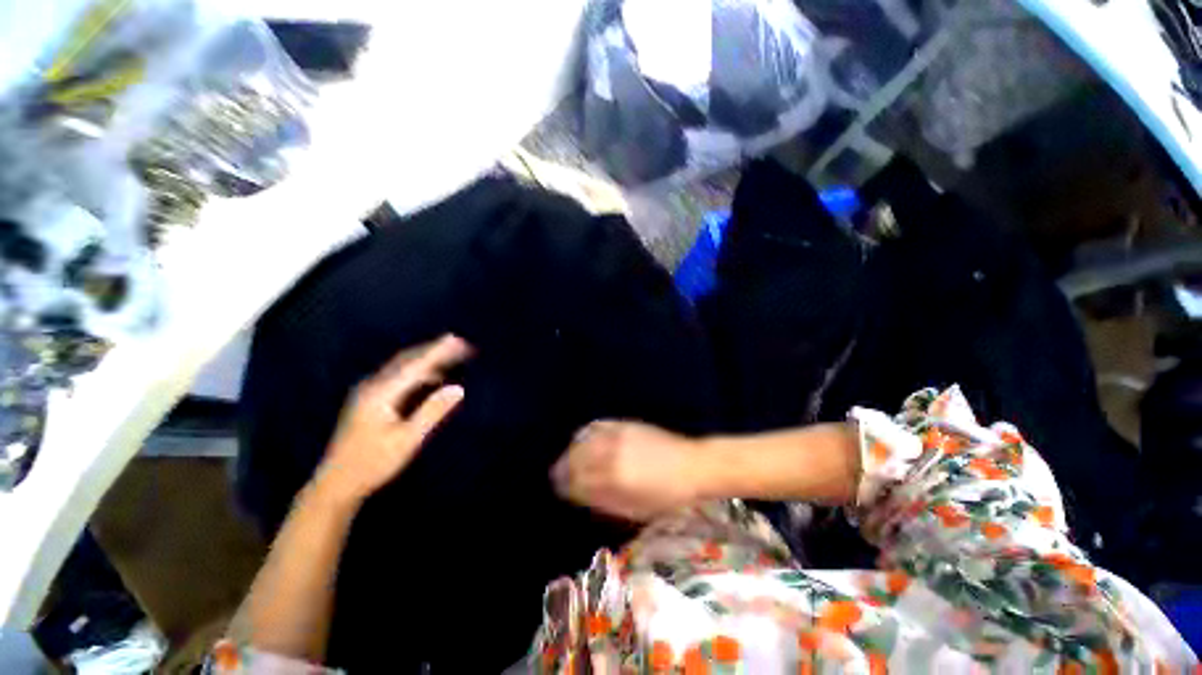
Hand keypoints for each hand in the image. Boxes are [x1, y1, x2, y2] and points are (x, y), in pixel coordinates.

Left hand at [316, 335, 470, 503]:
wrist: (336, 484)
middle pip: (407, 359)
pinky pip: (399, 376)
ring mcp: (368, 391)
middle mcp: (373, 385)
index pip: (416, 365)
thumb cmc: (374, 463)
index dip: (439, 351)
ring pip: (402, 366)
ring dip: (428, 359)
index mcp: (381, 393)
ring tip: (452, 358)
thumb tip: (459, 388)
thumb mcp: (408, 439)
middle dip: (435, 350)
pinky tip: (433, 378)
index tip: (459, 340)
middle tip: (461, 345)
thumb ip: (433, 411)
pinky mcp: (369, 399)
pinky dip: (419, 371)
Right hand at [551, 421, 701, 522]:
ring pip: (583, 440)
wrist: (692, 465)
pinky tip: (582, 439)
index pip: (578, 481)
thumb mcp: (636, 509)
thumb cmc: (667, 495)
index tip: (559, 489)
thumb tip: (580, 494)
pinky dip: (585, 433)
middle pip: (576, 458)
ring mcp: (618, 435)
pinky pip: (597, 426)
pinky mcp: (625, 425)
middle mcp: (611, 452)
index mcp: (615, 478)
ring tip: (568, 459)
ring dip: (571, 451)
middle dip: (563, 468)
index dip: (565, 486)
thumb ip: (604, 501)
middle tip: (557, 476)